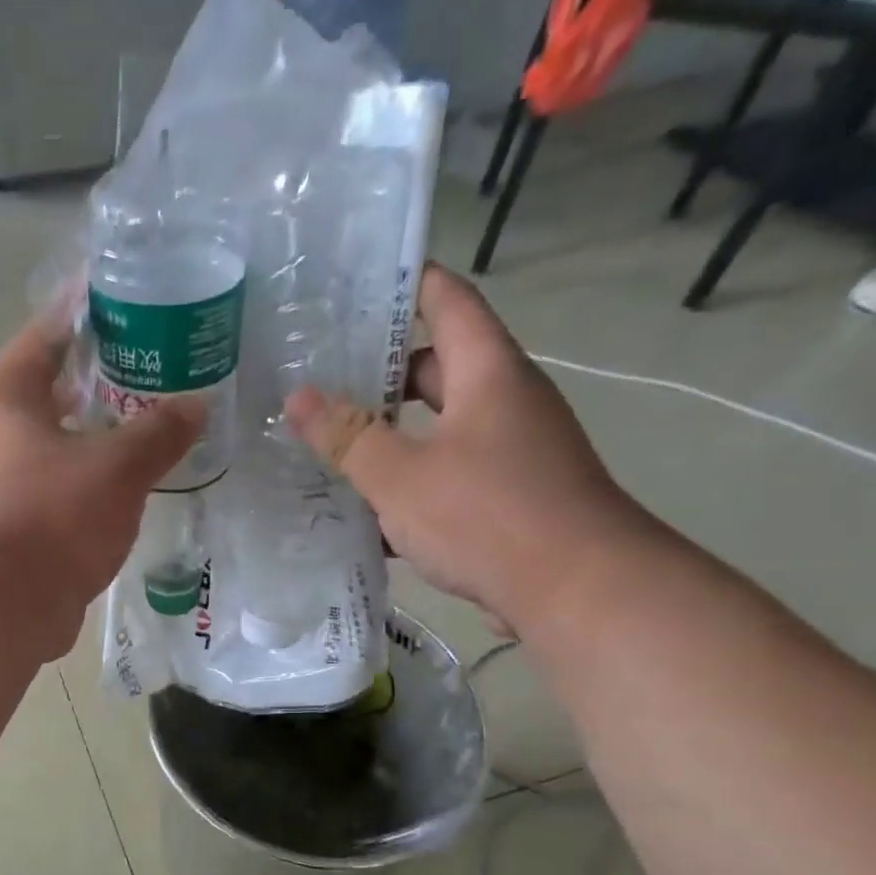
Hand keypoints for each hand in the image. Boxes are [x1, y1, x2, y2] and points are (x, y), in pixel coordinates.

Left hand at [0, 306, 205, 656]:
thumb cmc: (50, 519)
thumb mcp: (115, 469)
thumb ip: (158, 433)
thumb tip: (197, 404)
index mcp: (7, 399)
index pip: (47, 335)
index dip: (84, 313)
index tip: (122, 297)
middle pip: (50, 392)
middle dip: (99, 380)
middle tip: (153, 368)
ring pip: (54, 446)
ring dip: (94, 437)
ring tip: (148, 427)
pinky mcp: (10, 529)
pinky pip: (56, 490)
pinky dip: (87, 484)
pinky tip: (126, 490)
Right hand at [285, 264, 650, 634]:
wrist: (577, 591)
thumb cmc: (487, 514)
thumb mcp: (401, 475)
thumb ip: (347, 436)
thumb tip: (298, 397)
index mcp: (488, 373)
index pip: (449, 302)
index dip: (408, 284)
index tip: (357, 283)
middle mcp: (505, 401)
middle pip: (438, 368)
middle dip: (380, 371)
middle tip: (319, 374)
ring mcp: (510, 451)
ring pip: (438, 428)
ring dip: (389, 434)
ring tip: (328, 441)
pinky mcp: (508, 497)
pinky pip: (448, 474)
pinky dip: (409, 482)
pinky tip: (364, 508)